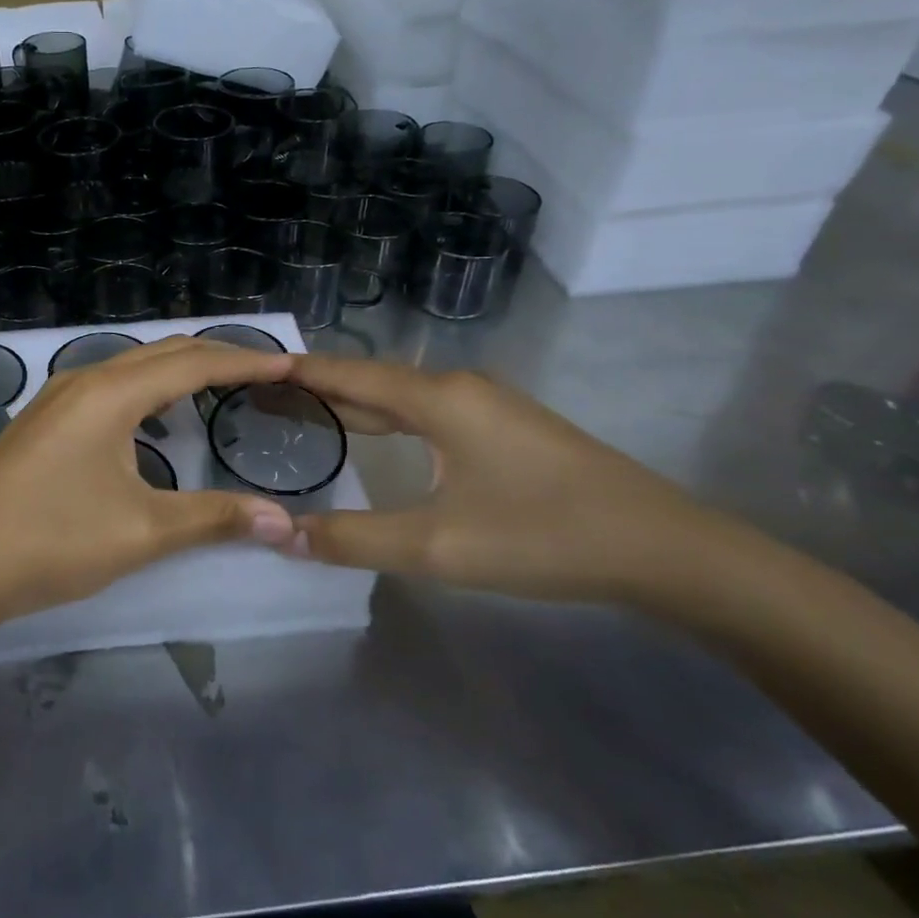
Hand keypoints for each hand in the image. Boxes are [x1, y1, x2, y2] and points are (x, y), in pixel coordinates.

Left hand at [0, 337, 299, 637]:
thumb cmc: (50, 541)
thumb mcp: (141, 532)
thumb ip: (213, 517)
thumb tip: (281, 520)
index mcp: (111, 393)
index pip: (193, 363)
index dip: (246, 363)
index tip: (290, 365)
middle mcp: (85, 379)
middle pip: (163, 353)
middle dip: (217, 358)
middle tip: (266, 374)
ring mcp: (58, 397)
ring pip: (133, 367)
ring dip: (179, 371)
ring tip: (221, 388)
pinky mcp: (44, 419)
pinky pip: (110, 386)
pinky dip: (148, 390)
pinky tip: (157, 419)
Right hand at [280, 354, 757, 606]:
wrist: (664, 550)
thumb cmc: (543, 536)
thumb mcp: (438, 546)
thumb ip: (354, 539)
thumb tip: (282, 535)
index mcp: (439, 399)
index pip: (351, 374)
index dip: (301, 372)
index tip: (254, 367)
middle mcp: (460, 389)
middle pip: (375, 380)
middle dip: (321, 386)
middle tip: (267, 394)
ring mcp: (490, 406)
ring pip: (405, 396)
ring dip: (357, 403)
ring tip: (309, 412)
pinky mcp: (510, 430)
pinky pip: (430, 412)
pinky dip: (390, 418)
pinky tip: (381, 437)